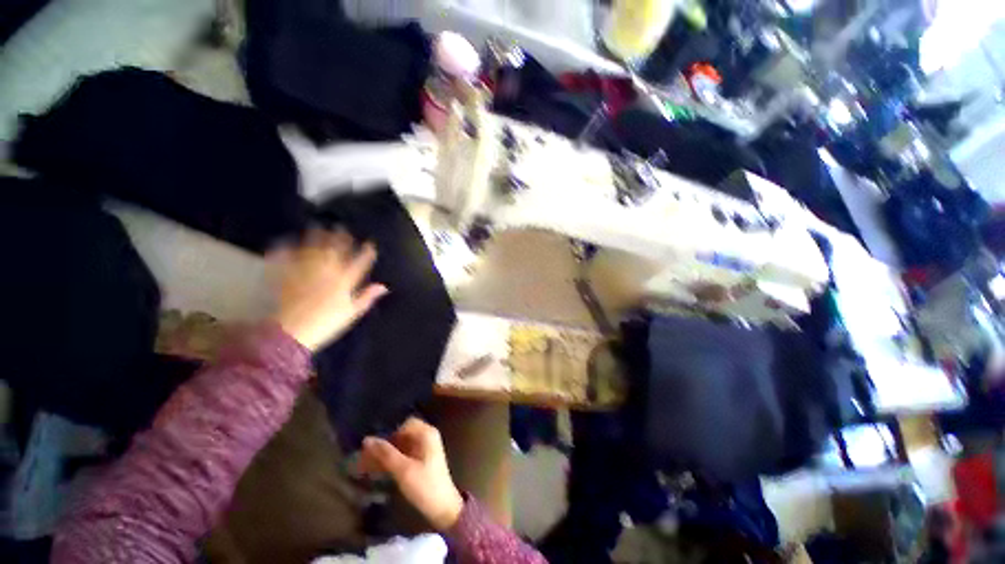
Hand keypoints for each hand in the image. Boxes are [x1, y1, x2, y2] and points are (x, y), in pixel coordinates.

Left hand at [269, 228, 386, 350]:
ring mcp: (306, 271)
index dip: (366, 252)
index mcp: (344, 281)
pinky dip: (285, 249)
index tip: (370, 243)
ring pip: (313, 249)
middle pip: (335, 250)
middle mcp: (326, 271)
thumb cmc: (327, 323)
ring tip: (317, 226)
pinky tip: (285, 242)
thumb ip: (367, 297)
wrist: (293, 332)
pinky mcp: (288, 275)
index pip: (360, 263)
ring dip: (316, 237)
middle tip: (341, 227)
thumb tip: (383, 286)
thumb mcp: (353, 312)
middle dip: (339, 237)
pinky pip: (286, 258)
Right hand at [361, 418, 464, 530]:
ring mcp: (425, 449)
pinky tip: (378, 472)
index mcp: (426, 433)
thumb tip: (366, 440)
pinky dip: (392, 461)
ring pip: (401, 446)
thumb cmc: (424, 486)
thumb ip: (385, 454)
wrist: (443, 508)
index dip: (389, 434)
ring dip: (385, 455)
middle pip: (402, 435)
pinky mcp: (422, 462)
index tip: (374, 448)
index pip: (404, 424)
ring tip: (365, 468)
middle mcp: (427, 437)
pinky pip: (404, 455)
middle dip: (384, 446)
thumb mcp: (403, 470)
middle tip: (364, 460)